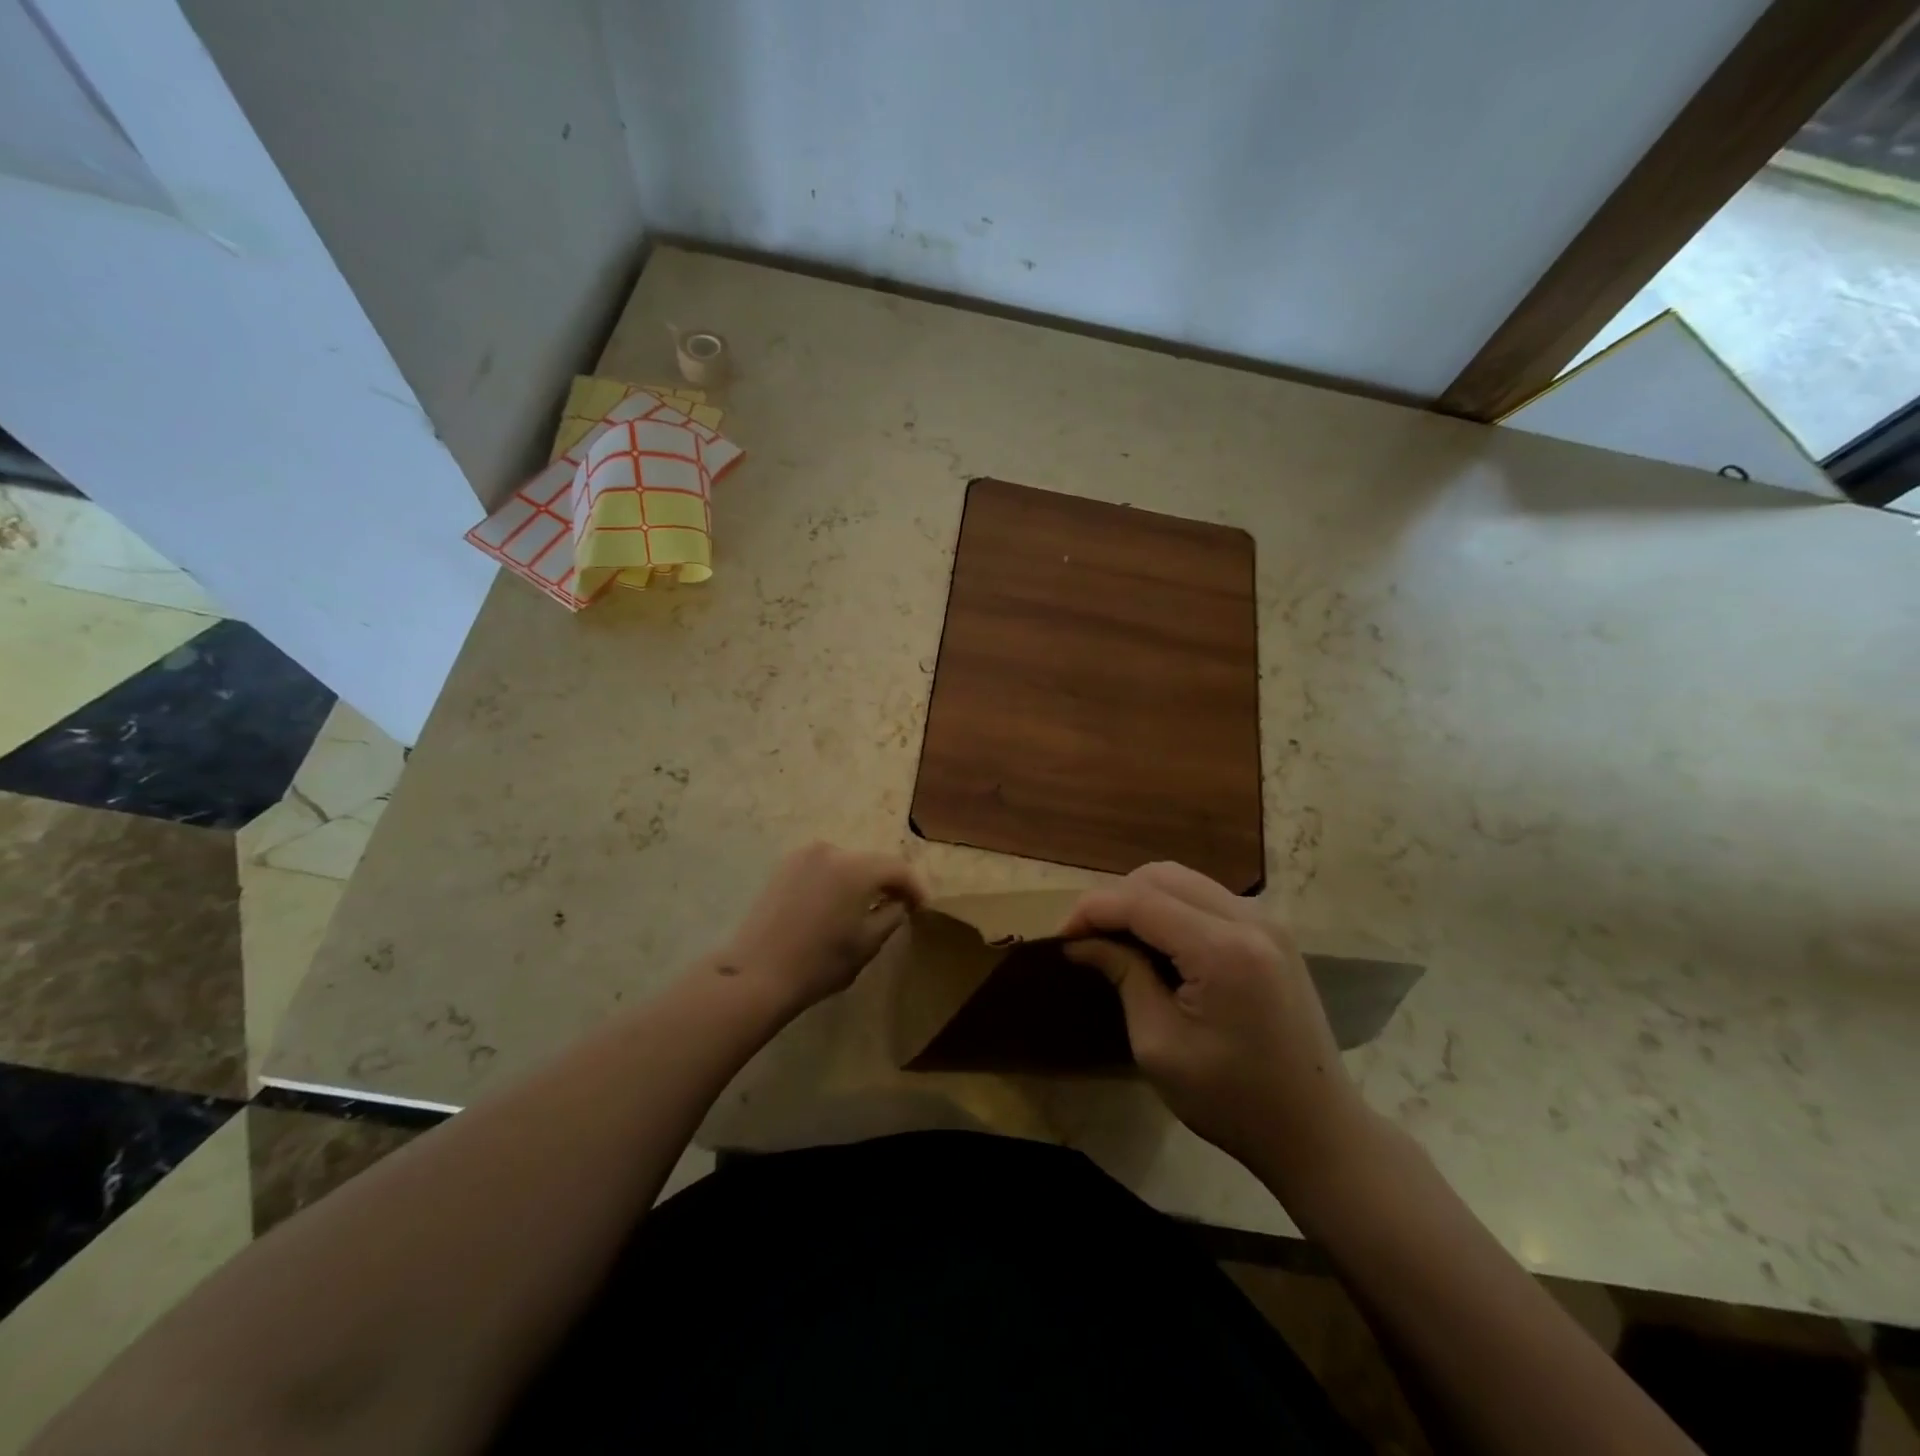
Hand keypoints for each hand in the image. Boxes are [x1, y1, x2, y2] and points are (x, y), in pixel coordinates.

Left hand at [717, 842, 929, 1015]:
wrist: (757, 974)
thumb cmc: (820, 962)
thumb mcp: (869, 942)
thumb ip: (893, 914)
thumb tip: (899, 901)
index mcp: (856, 867)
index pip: (897, 868)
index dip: (915, 887)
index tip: (923, 907)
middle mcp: (831, 850)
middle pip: (871, 862)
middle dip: (887, 882)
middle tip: (899, 905)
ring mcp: (803, 856)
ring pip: (846, 864)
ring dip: (861, 881)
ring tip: (867, 906)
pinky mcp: (783, 867)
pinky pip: (822, 868)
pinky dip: (836, 881)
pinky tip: (837, 905)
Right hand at [1060, 862, 1373, 1192]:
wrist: (1318, 1132)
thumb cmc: (1232, 1100)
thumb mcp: (1159, 1045)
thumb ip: (1123, 976)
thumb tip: (1082, 942)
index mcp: (1223, 949)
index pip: (1140, 900)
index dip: (1092, 910)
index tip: (1060, 937)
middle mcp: (1250, 920)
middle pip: (1162, 876)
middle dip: (1115, 899)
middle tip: (1088, 939)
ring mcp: (1268, 923)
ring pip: (1186, 881)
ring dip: (1143, 900)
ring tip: (1118, 940)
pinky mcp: (1274, 935)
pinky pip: (1208, 898)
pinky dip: (1173, 909)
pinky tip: (1159, 945)